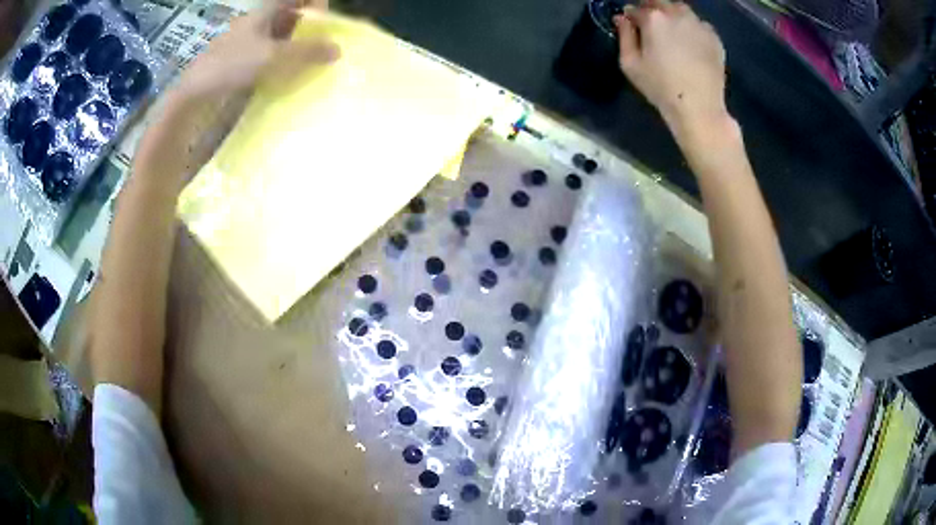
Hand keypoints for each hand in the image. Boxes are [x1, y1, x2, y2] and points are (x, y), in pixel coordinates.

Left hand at [174, 0, 337, 101]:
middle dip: (310, 28)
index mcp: (264, 12)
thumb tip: (338, 50)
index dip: (315, 3)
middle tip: (324, 46)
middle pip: (291, 17)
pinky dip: (283, 63)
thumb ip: (306, 51)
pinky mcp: (243, 64)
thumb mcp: (273, 56)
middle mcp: (258, 23)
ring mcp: (249, 44)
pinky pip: (270, 57)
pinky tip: (289, 78)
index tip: (327, 21)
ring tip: (311, 64)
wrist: (195, 95)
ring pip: (281, 38)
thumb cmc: (232, 65)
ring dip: (297, 48)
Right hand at [614, 0, 726, 133]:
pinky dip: (692, 28)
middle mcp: (677, 14)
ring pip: (681, 9)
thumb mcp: (630, 64)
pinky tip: (690, 44)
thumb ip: (624, 36)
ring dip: (673, 15)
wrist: (699, 108)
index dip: (631, 17)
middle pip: (659, 2)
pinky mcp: (714, 37)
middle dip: (652, 10)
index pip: (635, 9)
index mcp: (653, 18)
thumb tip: (622, 19)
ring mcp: (698, 24)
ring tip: (672, 33)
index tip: (631, 26)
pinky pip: (699, 24)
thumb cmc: (660, 87)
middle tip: (651, 28)